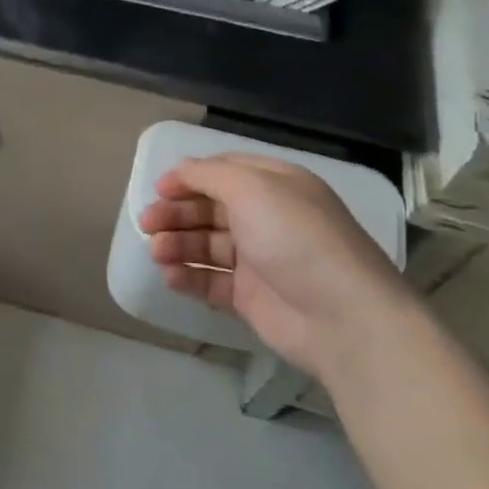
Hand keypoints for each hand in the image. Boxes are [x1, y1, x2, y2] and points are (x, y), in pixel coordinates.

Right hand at [138, 153, 408, 377]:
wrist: (341, 317)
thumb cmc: (295, 238)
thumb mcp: (252, 188)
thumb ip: (209, 174)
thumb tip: (180, 170)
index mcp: (275, 185)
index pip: (224, 171)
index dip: (189, 177)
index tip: (159, 189)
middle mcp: (267, 217)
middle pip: (210, 208)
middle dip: (177, 213)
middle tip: (147, 224)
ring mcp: (259, 259)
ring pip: (207, 245)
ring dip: (178, 244)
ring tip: (158, 253)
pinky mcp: (251, 297)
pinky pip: (211, 281)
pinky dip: (189, 277)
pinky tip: (170, 277)